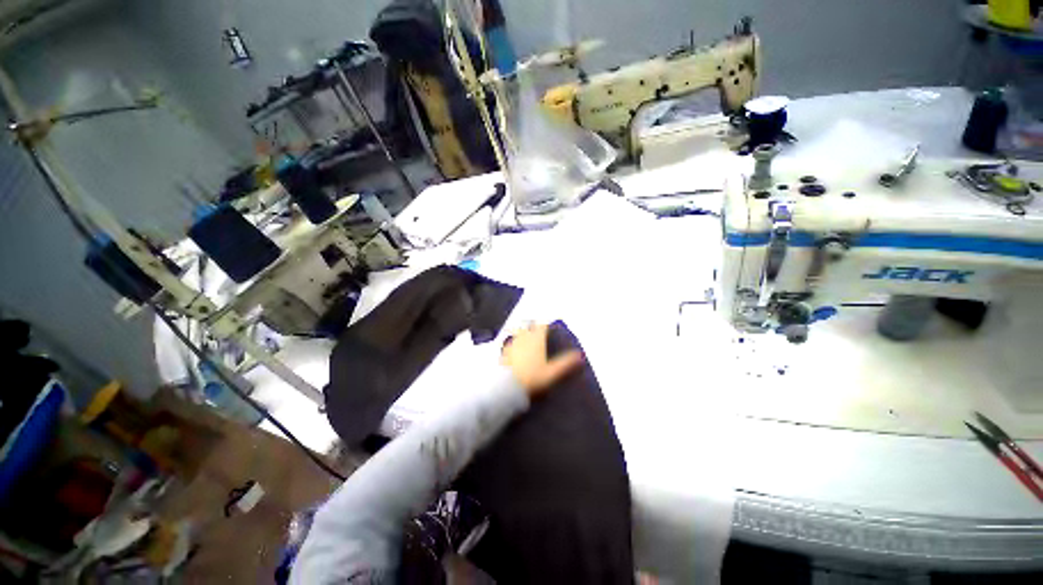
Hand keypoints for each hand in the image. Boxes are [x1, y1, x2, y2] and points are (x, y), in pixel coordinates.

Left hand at [501, 323, 583, 397]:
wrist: (503, 385)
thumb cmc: (530, 377)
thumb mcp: (551, 373)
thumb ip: (566, 363)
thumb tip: (581, 355)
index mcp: (536, 338)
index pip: (542, 325)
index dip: (547, 324)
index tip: (551, 326)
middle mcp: (523, 336)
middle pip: (529, 325)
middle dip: (534, 326)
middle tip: (538, 330)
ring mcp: (511, 342)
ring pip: (519, 332)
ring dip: (523, 333)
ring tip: (527, 339)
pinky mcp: (501, 350)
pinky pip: (510, 341)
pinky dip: (514, 342)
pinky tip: (515, 350)